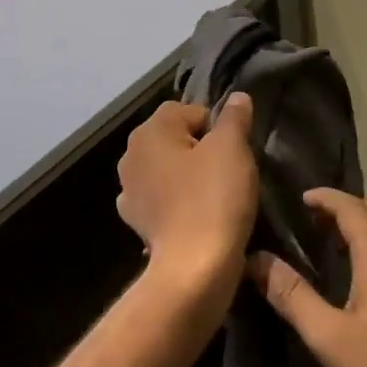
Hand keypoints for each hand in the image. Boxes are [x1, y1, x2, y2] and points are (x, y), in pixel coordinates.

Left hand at [117, 95, 258, 315]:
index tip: (234, 150)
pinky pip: (163, 199)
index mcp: (150, 131)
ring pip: (169, 168)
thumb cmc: (214, 198)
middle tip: (229, 171)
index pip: (189, 110)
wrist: (193, 268)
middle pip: (176, 138)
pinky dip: (178, 202)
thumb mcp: (233, 148)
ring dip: (189, 176)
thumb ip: (234, 117)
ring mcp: (129, 190)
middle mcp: (131, 155)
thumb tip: (237, 98)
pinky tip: (196, 216)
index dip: (216, 126)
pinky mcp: (137, 221)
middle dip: (201, 149)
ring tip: (215, 196)